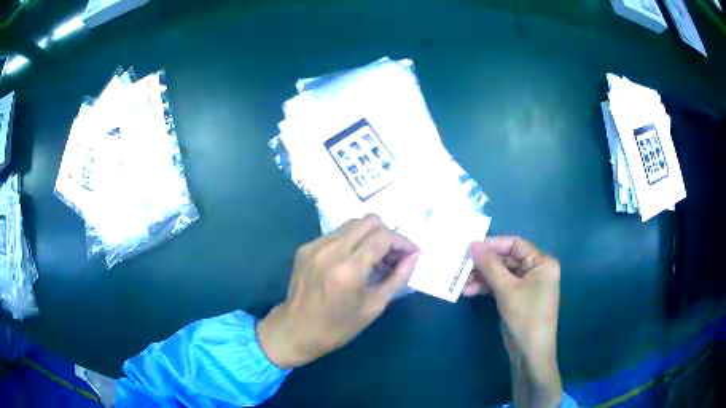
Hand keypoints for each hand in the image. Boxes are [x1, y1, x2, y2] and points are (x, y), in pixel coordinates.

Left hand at [257, 215, 419, 367]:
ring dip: (370, 236)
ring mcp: (315, 246)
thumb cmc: (337, 327)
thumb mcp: (373, 307)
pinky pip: (337, 234)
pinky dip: (352, 242)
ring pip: (353, 224)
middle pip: (369, 221)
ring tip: (375, 260)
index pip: (383, 237)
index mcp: (349, 269)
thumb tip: (414, 256)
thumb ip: (397, 278)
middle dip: (388, 234)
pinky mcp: (306, 247)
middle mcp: (331, 250)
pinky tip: (354, 262)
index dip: (403, 242)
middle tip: (393, 257)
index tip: (412, 254)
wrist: (295, 331)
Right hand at [464, 237, 562, 406]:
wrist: (530, 353)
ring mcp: (526, 285)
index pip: (515, 244)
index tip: (470, 247)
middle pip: (506, 259)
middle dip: (484, 264)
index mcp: (542, 262)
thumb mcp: (507, 290)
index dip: (493, 244)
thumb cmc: (525, 317)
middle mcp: (536, 270)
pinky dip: (486, 287)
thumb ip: (490, 265)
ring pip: (501, 273)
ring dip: (482, 277)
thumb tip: (472, 243)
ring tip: (462, 283)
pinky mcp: (517, 297)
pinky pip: (500, 285)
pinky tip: (470, 291)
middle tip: (462, 266)